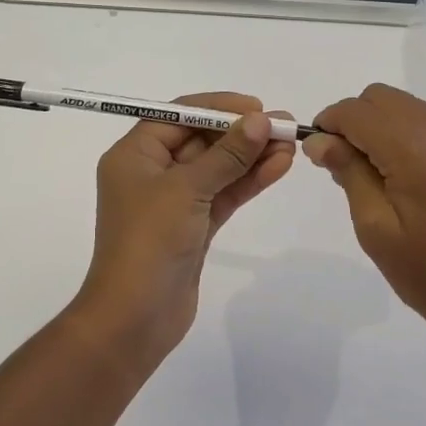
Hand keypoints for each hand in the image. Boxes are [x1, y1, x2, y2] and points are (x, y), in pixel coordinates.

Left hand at [77, 92, 295, 360]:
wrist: (135, 318)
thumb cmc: (149, 242)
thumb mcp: (187, 190)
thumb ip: (227, 154)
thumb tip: (259, 120)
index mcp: (134, 154)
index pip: (178, 115)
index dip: (218, 107)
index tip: (256, 106)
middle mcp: (151, 172)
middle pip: (201, 140)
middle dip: (241, 132)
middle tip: (283, 125)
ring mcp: (174, 201)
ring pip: (217, 168)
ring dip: (251, 156)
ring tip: (290, 144)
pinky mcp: (193, 226)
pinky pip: (223, 194)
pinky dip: (248, 181)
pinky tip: (279, 167)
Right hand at [305, 83, 425, 344]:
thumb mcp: (375, 228)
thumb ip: (348, 173)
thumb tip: (319, 140)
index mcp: (417, 156)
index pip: (359, 112)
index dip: (330, 123)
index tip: (317, 152)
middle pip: (381, 98)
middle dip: (352, 118)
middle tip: (340, 161)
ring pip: (403, 104)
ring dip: (376, 122)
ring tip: (366, 168)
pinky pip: (425, 121)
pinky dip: (400, 130)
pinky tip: (396, 170)